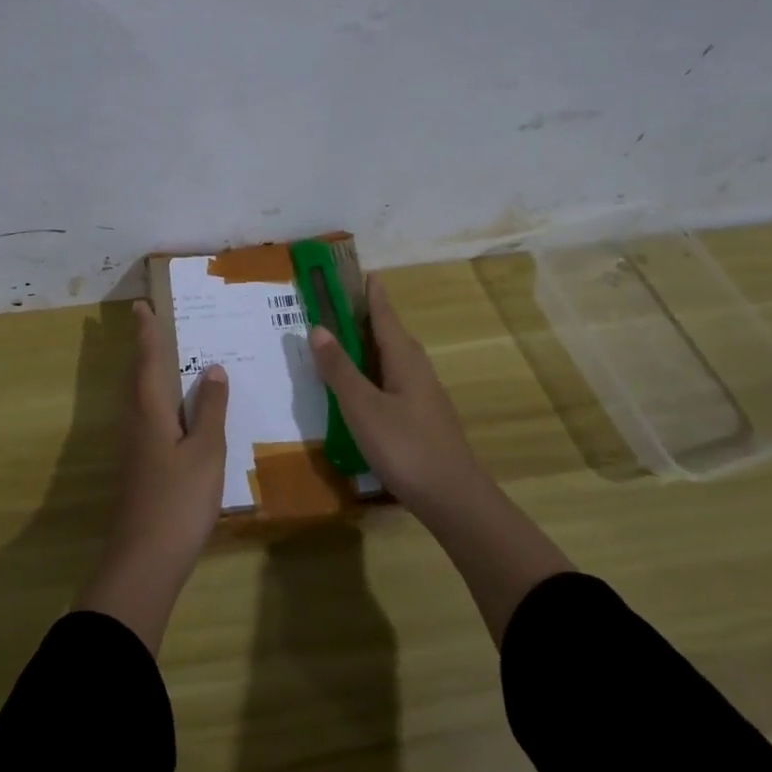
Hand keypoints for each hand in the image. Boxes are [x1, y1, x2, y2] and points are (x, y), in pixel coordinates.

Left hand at [74, 301, 227, 651]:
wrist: (144, 560)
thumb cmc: (178, 500)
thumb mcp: (206, 451)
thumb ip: (210, 409)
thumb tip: (212, 368)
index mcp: (150, 411)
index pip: (147, 361)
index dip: (147, 333)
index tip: (142, 306)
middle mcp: (136, 422)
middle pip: (137, 377)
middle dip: (144, 349)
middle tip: (153, 324)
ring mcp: (134, 448)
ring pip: (139, 398)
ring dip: (149, 373)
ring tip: (167, 359)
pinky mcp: (139, 467)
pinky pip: (147, 418)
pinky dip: (157, 400)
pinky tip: (175, 413)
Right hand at [312, 276, 573, 641]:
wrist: (453, 499)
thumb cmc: (405, 446)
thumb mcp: (362, 407)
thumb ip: (339, 369)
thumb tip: (318, 328)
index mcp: (404, 358)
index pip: (384, 315)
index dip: (372, 294)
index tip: (362, 272)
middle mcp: (417, 370)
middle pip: (390, 335)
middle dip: (366, 318)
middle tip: (338, 307)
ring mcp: (423, 396)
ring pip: (392, 360)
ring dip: (368, 348)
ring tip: (343, 344)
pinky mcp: (422, 419)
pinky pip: (393, 382)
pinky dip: (373, 374)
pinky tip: (361, 390)